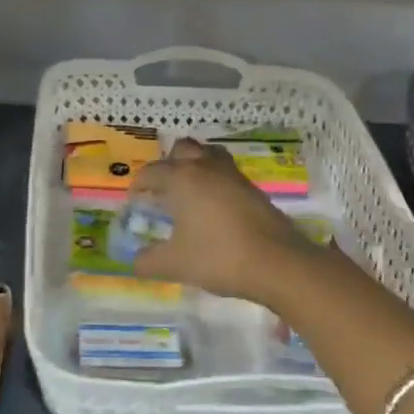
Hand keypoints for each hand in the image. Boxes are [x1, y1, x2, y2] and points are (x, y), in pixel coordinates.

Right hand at [131, 139, 314, 305]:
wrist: (277, 263)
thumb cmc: (219, 258)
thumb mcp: (175, 264)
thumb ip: (148, 261)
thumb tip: (135, 262)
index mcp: (182, 179)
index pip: (152, 172)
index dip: (139, 185)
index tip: (135, 202)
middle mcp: (206, 168)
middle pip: (182, 149)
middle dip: (168, 164)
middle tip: (162, 190)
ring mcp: (233, 176)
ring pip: (209, 154)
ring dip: (195, 165)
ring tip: (189, 191)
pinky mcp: (253, 189)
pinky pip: (226, 172)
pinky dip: (215, 180)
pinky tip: (213, 207)